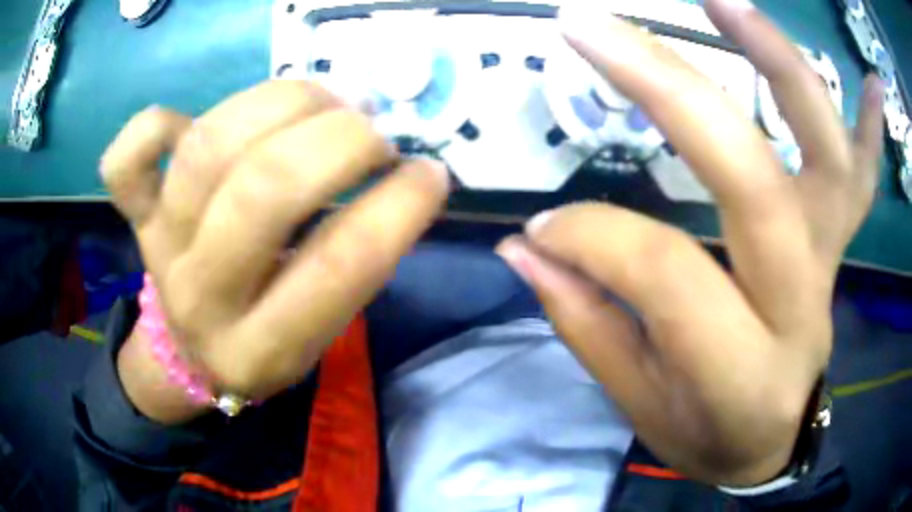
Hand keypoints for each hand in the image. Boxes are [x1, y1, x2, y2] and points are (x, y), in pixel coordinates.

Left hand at [101, 81, 448, 423]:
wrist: (185, 352)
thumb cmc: (262, 342)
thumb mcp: (319, 335)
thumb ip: (355, 264)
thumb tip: (402, 174)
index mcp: (263, 348)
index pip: (340, 267)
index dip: (399, 206)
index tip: (431, 172)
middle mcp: (203, 298)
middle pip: (264, 191)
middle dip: (339, 140)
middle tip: (372, 131)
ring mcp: (159, 247)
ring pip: (208, 148)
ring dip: (282, 103)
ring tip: (322, 100)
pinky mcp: (135, 215)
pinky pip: (127, 158)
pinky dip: (156, 123)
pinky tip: (195, 123)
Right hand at [497, 0, 883, 485]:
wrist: (769, 444)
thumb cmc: (706, 436)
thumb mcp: (641, 406)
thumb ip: (588, 325)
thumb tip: (527, 247)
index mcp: (742, 370)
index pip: (667, 273)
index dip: (593, 237)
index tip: (543, 230)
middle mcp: (799, 303)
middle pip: (752, 178)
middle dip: (669, 88)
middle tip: (593, 27)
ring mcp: (830, 261)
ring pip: (824, 151)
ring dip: (778, 63)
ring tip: (722, 1)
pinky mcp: (840, 242)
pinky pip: (863, 176)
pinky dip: (870, 122)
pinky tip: (871, 81)